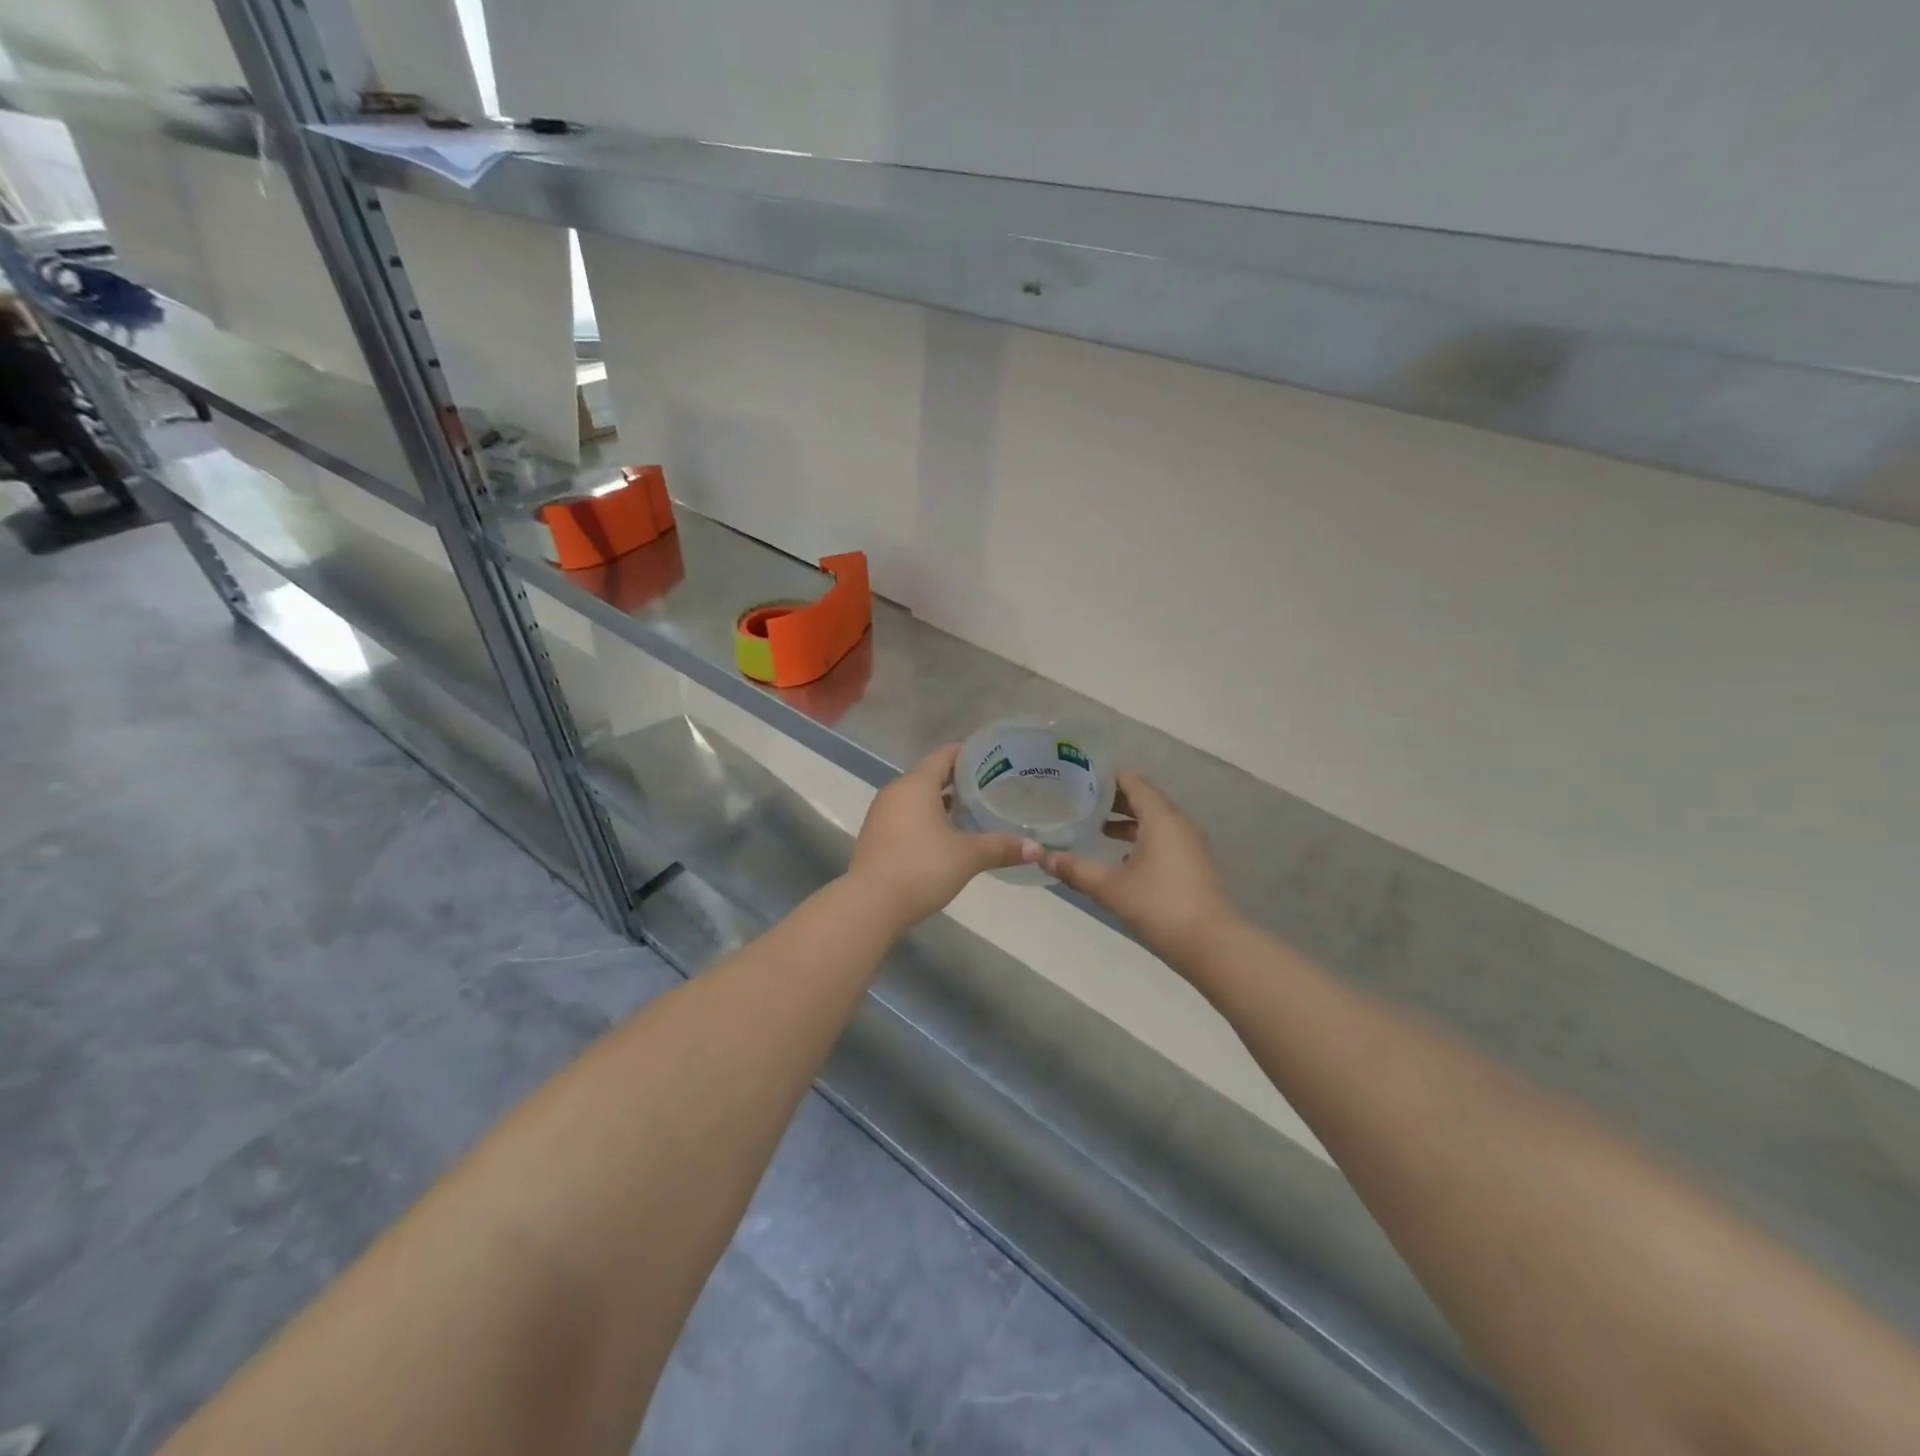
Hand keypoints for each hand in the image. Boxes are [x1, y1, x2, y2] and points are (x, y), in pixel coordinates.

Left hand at [847, 744, 1035, 929]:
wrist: (870, 905)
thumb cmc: (921, 868)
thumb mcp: (968, 856)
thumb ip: (1002, 847)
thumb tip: (1038, 849)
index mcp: (916, 784)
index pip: (945, 755)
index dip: (970, 753)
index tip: (996, 758)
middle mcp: (896, 791)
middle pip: (931, 774)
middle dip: (960, 779)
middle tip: (992, 786)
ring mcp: (882, 813)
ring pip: (918, 797)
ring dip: (943, 801)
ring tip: (974, 810)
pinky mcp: (877, 835)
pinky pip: (907, 815)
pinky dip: (927, 817)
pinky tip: (947, 835)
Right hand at [1044, 771, 1235, 965]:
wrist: (1212, 945)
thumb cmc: (1159, 906)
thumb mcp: (1111, 888)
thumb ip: (1076, 870)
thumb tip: (1042, 857)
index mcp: (1160, 817)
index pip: (1132, 782)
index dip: (1106, 778)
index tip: (1078, 780)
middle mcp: (1178, 823)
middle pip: (1144, 799)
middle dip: (1113, 800)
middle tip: (1080, 803)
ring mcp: (1189, 844)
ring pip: (1155, 821)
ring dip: (1128, 821)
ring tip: (1096, 829)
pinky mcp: (1193, 864)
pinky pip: (1164, 839)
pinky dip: (1142, 839)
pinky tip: (1121, 859)